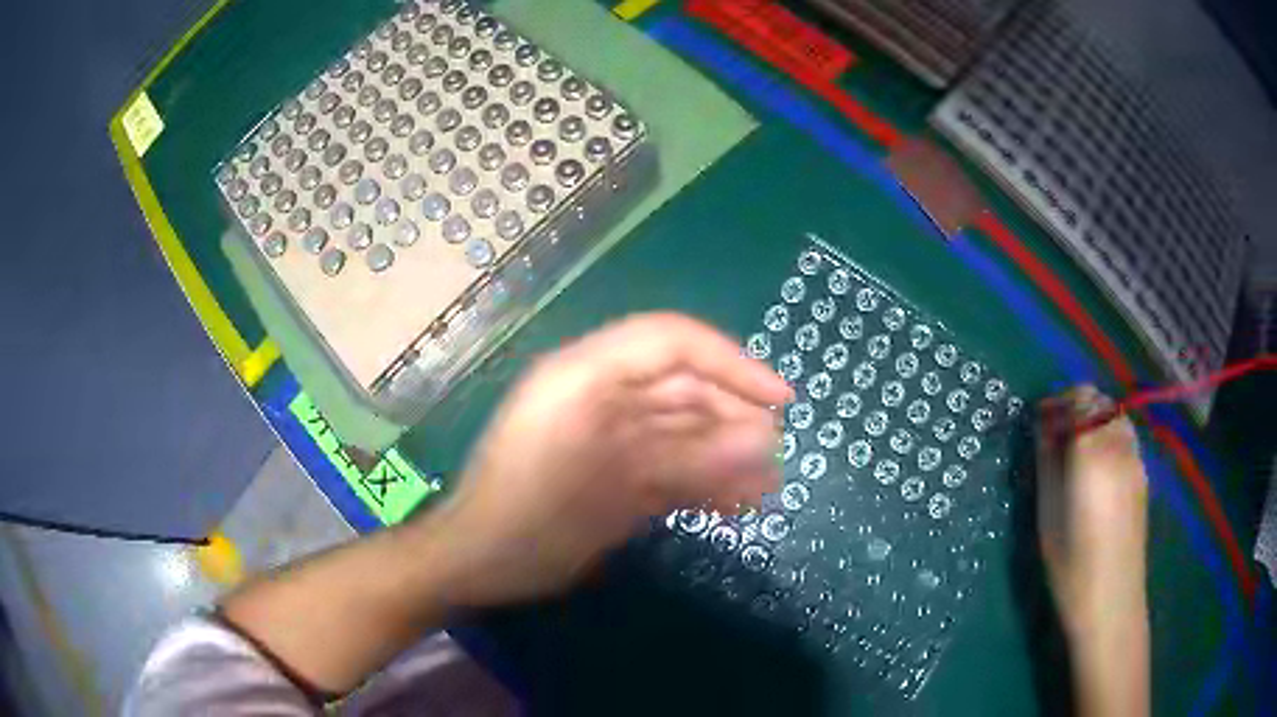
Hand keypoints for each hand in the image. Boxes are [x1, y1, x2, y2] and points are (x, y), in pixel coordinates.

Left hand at [425, 313, 792, 607]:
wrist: (477, 565)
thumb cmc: (530, 523)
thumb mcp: (610, 493)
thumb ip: (688, 464)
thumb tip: (764, 442)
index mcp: (585, 377)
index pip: (670, 342)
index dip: (732, 363)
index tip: (780, 401)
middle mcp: (598, 394)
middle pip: (681, 386)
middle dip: (733, 418)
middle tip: (776, 457)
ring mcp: (604, 433)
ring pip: (679, 428)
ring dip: (723, 454)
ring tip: (766, 486)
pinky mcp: (609, 468)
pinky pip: (665, 462)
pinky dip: (700, 479)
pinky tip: (734, 502)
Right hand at [1035, 385, 1148, 634]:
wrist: (1111, 600)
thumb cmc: (1071, 564)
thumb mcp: (1047, 514)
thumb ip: (1047, 462)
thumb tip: (1043, 428)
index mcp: (1092, 451)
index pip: (1078, 400)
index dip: (1057, 402)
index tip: (1039, 419)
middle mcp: (1118, 444)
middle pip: (1099, 402)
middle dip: (1076, 406)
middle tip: (1055, 434)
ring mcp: (1135, 458)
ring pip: (1115, 416)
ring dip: (1095, 419)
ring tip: (1077, 449)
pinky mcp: (1143, 474)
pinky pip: (1125, 437)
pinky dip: (1109, 435)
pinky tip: (1098, 467)